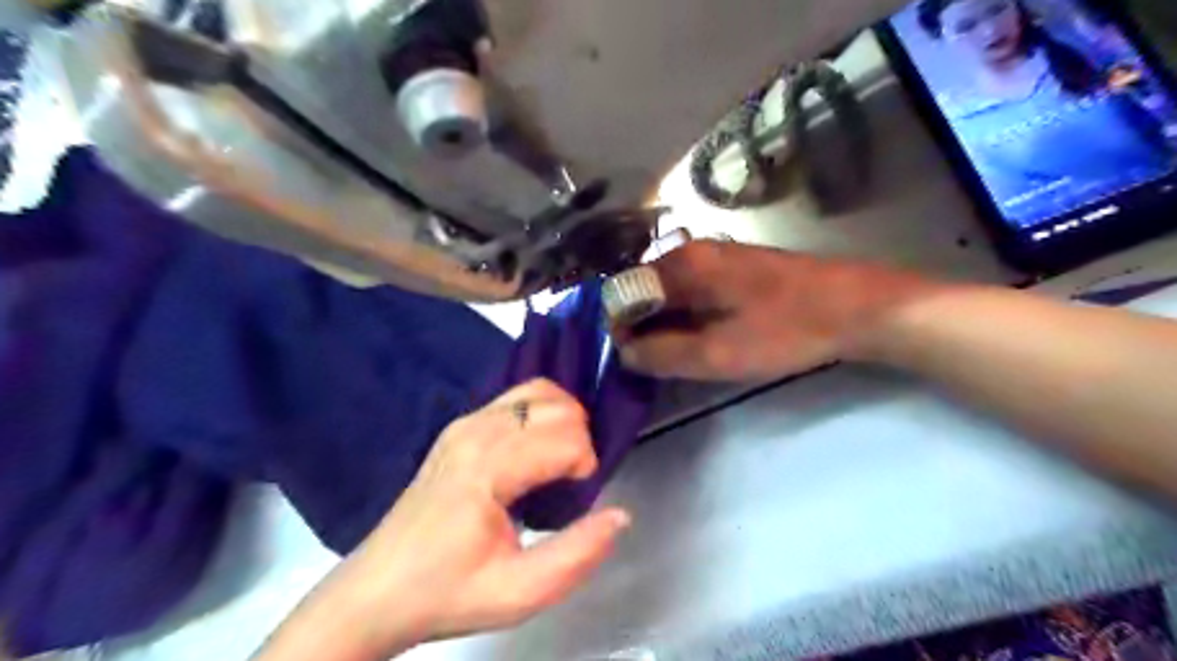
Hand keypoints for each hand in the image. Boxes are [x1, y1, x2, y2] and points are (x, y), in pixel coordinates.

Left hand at [253, 377, 628, 659]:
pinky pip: (519, 397)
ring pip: (541, 391)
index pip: (566, 437)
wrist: (379, 589)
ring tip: (560, 464)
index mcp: (487, 466)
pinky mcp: (463, 424)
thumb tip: (621, 515)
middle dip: (580, 441)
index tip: (574, 502)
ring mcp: (466, 421)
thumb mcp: (518, 593)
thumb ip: (577, 555)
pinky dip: (544, 413)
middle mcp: (476, 429)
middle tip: (569, 486)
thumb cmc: (448, 592)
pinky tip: (539, 450)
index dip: (586, 467)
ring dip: (566, 422)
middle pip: (558, 406)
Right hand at [611, 240, 943, 379]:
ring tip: (674, 357)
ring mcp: (715, 258)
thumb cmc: (785, 330)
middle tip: (651, 364)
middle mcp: (691, 252)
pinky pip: (693, 293)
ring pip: (670, 293)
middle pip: (645, 290)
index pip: (624, 293)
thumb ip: (663, 354)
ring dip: (664, 324)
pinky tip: (701, 340)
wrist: (856, 307)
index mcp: (681, 265)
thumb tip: (623, 353)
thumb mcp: (719, 354)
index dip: (619, 328)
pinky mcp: (734, 269)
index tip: (627, 360)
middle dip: (641, 327)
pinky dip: (687, 317)